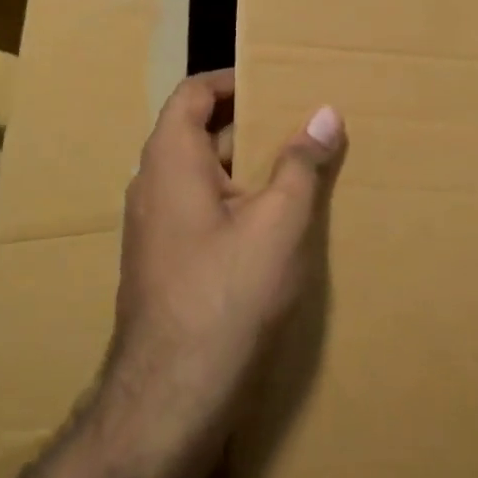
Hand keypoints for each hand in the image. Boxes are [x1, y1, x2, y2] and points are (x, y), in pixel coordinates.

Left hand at [102, 70, 344, 477]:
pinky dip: (233, 202)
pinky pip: (198, 211)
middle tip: (299, 123)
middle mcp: (151, 185)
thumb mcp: (278, 223)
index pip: (192, 94)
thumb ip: (301, 164)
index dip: (231, 80)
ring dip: (244, 166)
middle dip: (248, 124)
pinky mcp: (163, 263)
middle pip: (197, 132)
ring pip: (200, 176)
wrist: (170, 396)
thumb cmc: (226, 295)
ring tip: (297, 168)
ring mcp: (153, 228)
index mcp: (170, 160)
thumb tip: (326, 113)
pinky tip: (273, 224)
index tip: (275, 81)